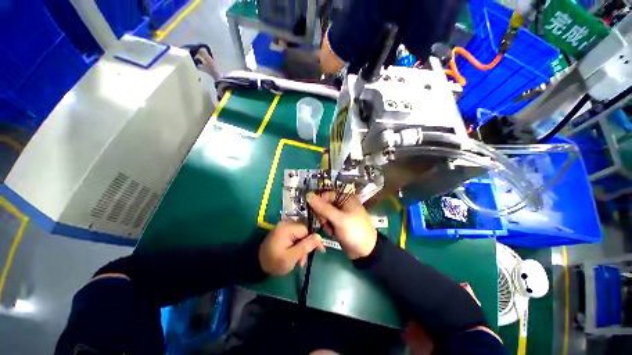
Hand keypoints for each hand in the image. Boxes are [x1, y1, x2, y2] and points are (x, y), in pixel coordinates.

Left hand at [259, 221, 325, 275]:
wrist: (258, 264)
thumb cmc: (274, 262)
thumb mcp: (291, 257)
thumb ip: (305, 246)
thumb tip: (319, 237)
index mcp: (287, 228)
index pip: (307, 230)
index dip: (314, 240)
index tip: (321, 251)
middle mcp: (286, 223)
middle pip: (304, 231)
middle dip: (306, 246)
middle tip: (302, 261)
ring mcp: (285, 226)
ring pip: (301, 234)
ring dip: (302, 247)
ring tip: (298, 260)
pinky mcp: (284, 230)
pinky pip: (296, 235)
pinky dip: (298, 245)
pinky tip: (295, 254)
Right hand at [307, 192, 376, 259]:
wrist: (366, 251)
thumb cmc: (355, 231)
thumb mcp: (339, 219)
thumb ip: (323, 208)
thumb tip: (309, 195)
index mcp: (346, 198)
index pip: (327, 195)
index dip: (319, 202)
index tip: (314, 211)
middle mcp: (343, 204)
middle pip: (325, 204)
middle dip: (322, 215)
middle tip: (324, 222)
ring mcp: (341, 214)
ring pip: (325, 214)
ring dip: (325, 222)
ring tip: (330, 230)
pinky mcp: (339, 223)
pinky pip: (328, 222)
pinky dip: (328, 227)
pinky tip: (332, 233)